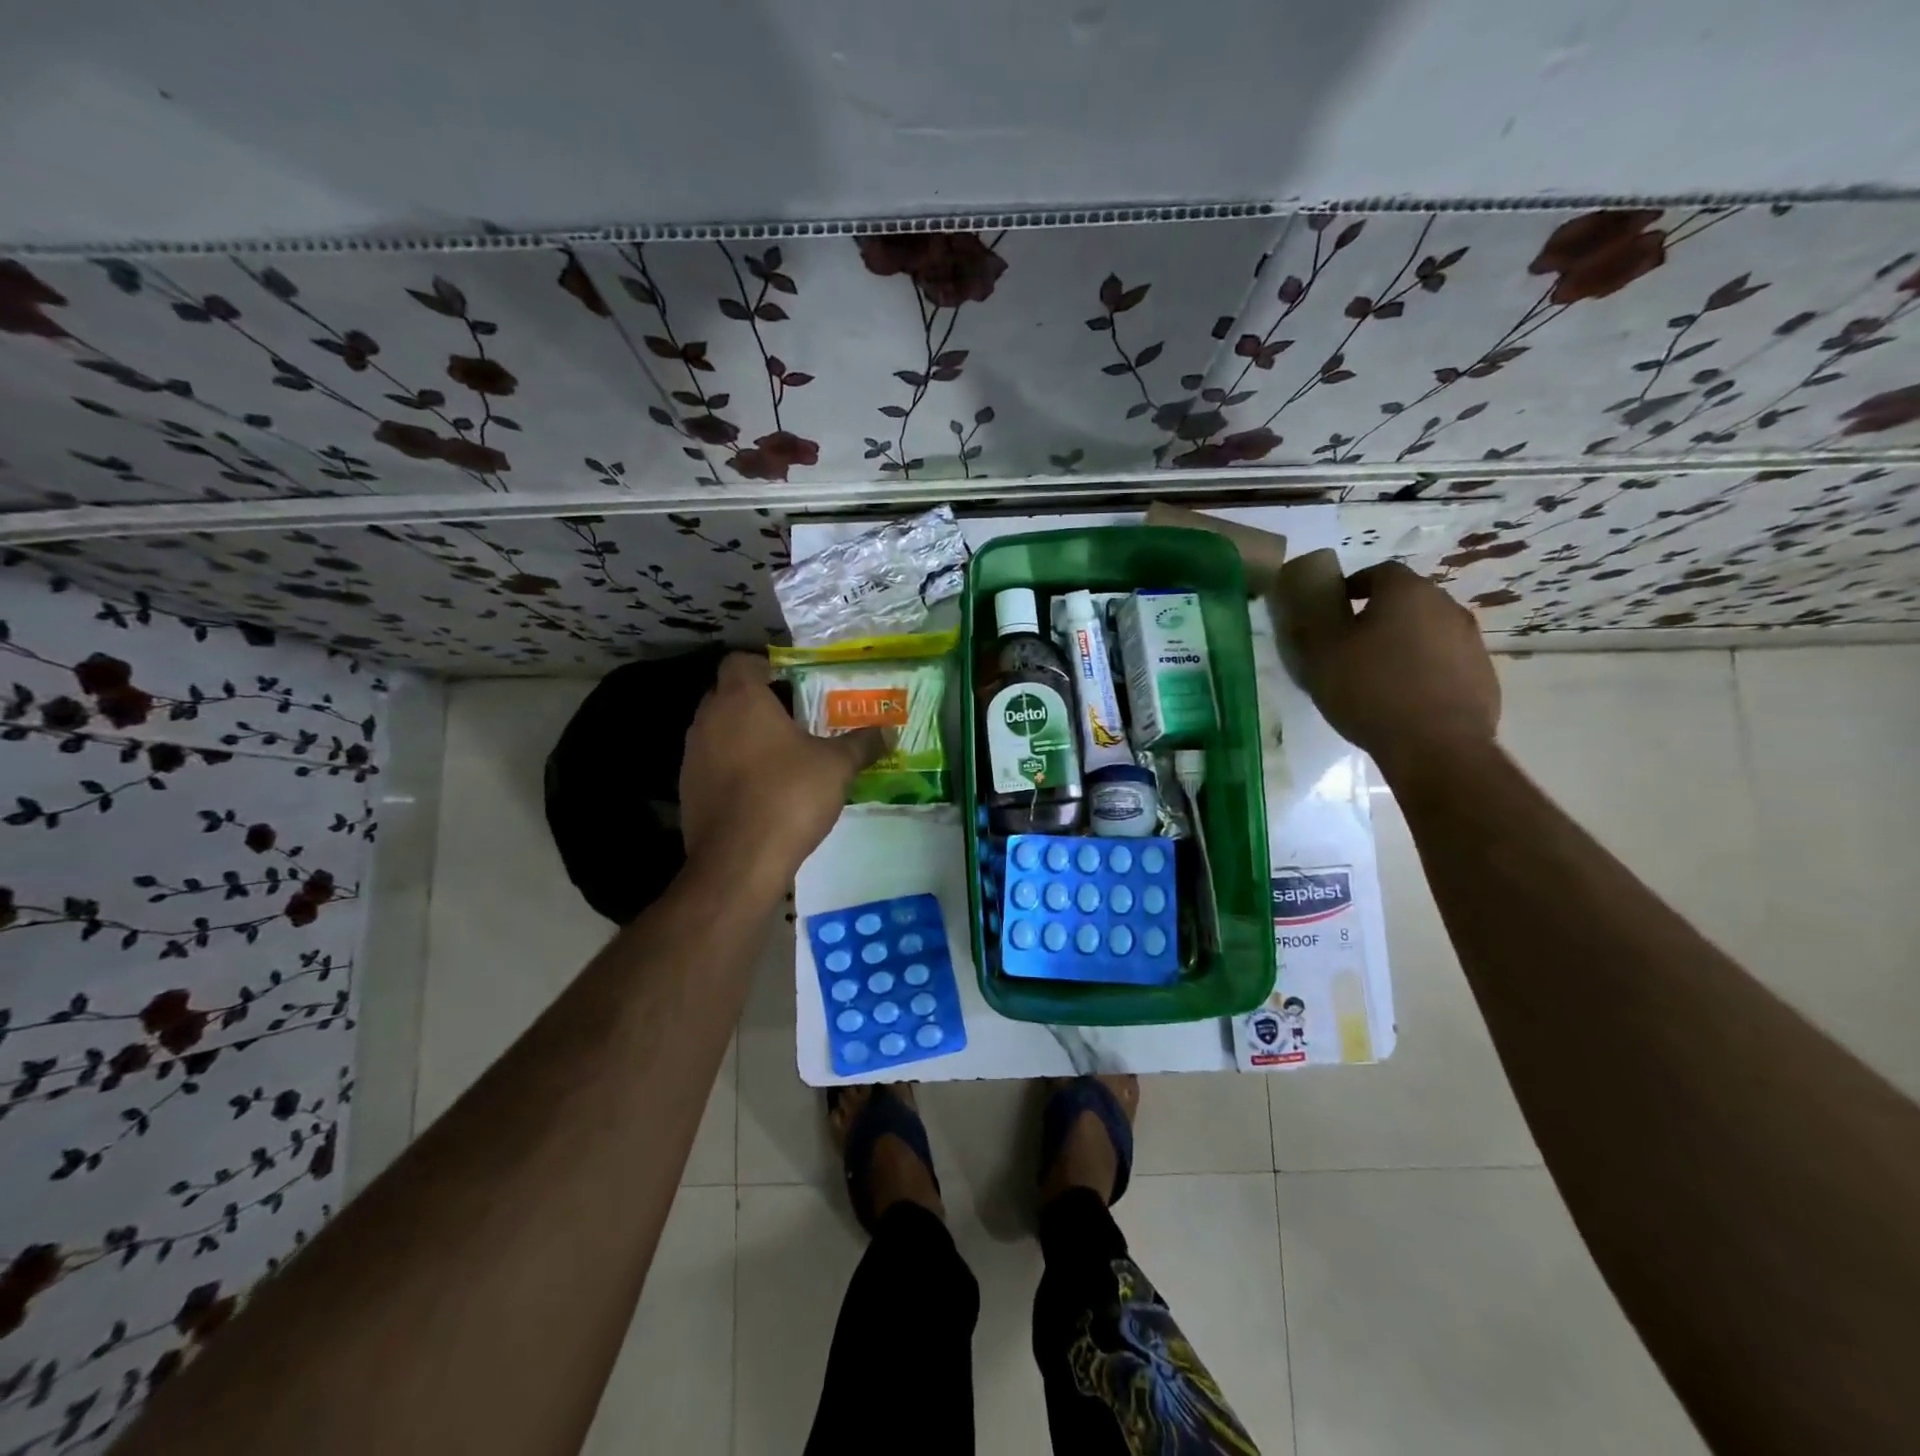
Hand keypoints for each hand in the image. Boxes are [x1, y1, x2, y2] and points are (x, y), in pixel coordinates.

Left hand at [679, 653, 889, 888]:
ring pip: (719, 731)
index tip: (793, 683)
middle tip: (796, 719)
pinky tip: (762, 790)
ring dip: (744, 737)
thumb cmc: (789, 795)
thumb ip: (862, 744)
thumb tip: (888, 731)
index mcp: (741, 700)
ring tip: (782, 757)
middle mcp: (708, 719)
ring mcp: (693, 756)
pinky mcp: (688, 790)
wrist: (740, 860)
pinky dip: (734, 768)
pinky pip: (713, 764)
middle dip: (759, 703)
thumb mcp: (836, 766)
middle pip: (728, 695)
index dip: (766, 666)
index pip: (741, 662)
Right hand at [1280, 558, 1499, 780]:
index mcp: (1406, 592)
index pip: (1378, 571)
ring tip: (1377, 674)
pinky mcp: (1483, 675)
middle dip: (1379, 614)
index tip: (1335, 609)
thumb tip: (1314, 600)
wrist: (1435, 745)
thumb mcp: (1321, 654)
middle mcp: (1445, 606)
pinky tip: (1405, 698)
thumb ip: (1315, 619)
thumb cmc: (1370, 690)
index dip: (1354, 586)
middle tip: (1352, 643)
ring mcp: (1470, 641)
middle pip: (1407, 600)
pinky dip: (1424, 670)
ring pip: (1428, 631)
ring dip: (1403, 643)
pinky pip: (1445, 662)